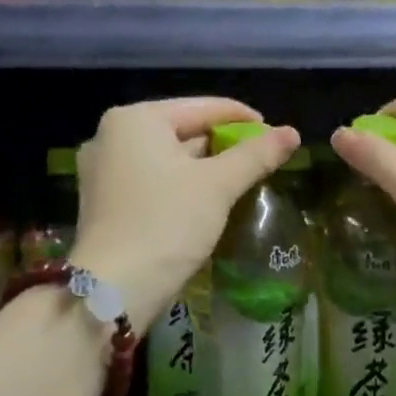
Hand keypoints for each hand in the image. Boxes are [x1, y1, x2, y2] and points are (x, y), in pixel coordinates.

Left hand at [73, 98, 300, 325]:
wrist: (114, 289)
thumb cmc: (166, 223)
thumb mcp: (217, 185)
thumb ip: (256, 155)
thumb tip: (292, 132)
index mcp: (135, 119)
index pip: (203, 107)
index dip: (244, 119)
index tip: (277, 135)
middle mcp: (112, 136)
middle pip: (184, 130)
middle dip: (224, 146)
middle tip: (262, 162)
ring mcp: (103, 171)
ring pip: (169, 158)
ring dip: (205, 168)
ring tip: (242, 182)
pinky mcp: (106, 202)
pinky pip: (154, 180)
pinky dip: (182, 185)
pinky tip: (207, 202)